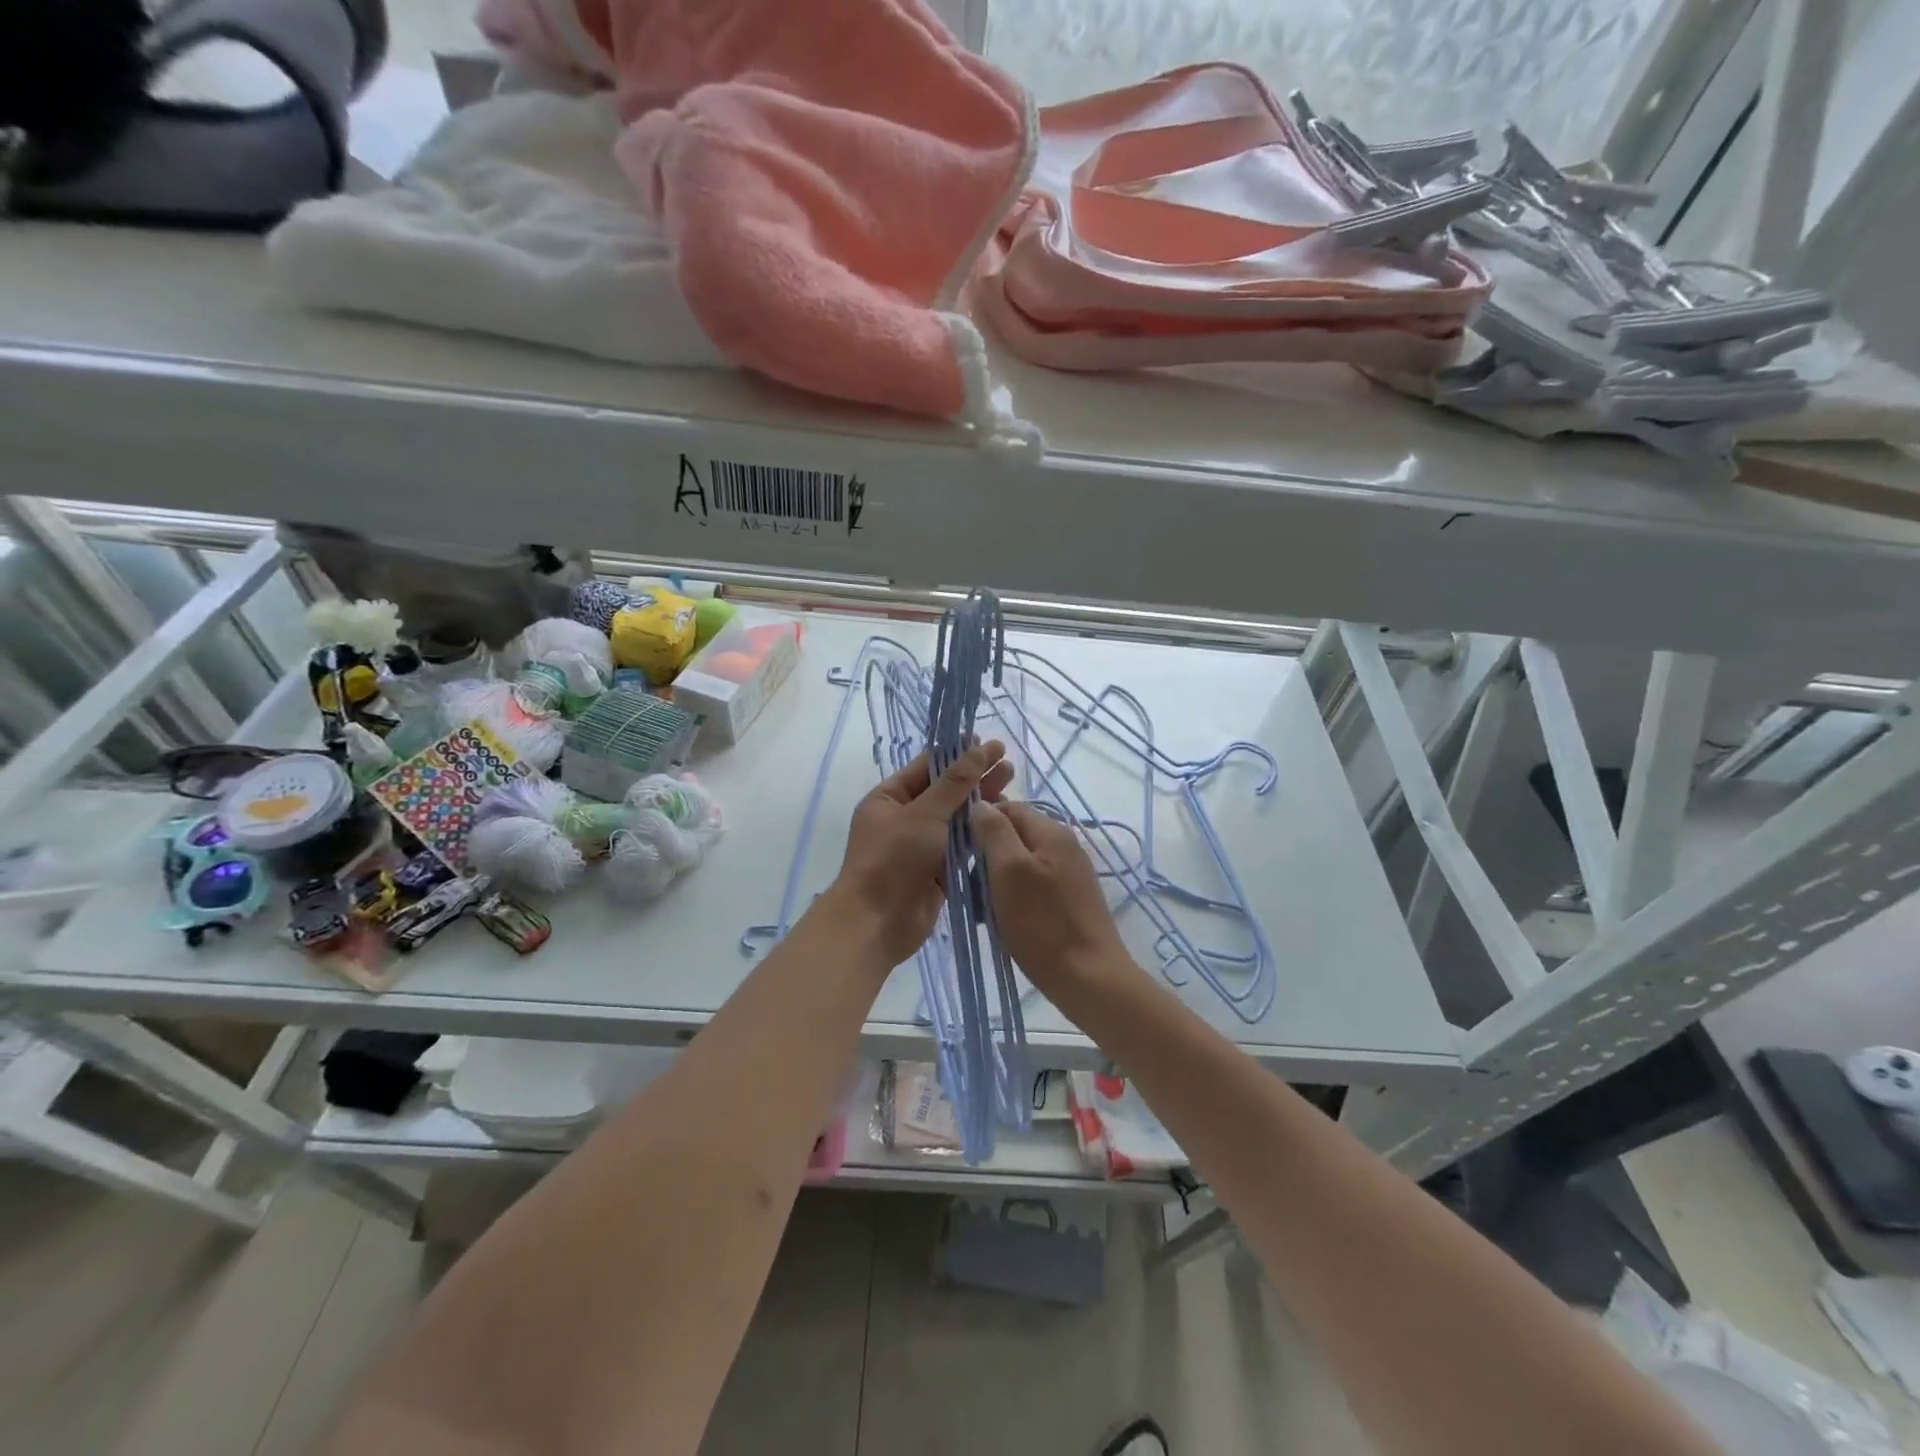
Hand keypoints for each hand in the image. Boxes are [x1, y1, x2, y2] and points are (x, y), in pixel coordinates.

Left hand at [829, 741, 1014, 966]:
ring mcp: (920, 846)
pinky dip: (979, 836)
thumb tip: (978, 749)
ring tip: (1011, 790)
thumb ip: (955, 783)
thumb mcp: (924, 814)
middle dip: (975, 779)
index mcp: (889, 798)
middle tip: (1009, 767)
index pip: (927, 767)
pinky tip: (1002, 824)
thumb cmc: (893, 859)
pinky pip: (961, 847)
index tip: (989, 744)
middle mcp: (904, 818)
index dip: (958, 754)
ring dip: (981, 806)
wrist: (877, 923)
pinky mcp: (937, 871)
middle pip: (945, 792)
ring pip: (956, 820)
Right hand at [970, 800, 1133, 1005]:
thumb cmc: (1042, 923)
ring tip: (982, 909)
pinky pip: (1033, 886)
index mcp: (1052, 831)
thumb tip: (981, 804)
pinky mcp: (1070, 900)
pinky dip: (1014, 897)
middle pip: (1014, 835)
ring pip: (1021, 863)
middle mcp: (1064, 845)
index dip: (980, 823)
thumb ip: (994, 832)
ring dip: (997, 880)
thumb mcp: (1009, 871)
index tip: (959, 851)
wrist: (1089, 979)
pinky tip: (1004, 920)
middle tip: (969, 886)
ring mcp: (1070, 874)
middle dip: (987, 856)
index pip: (1008, 808)